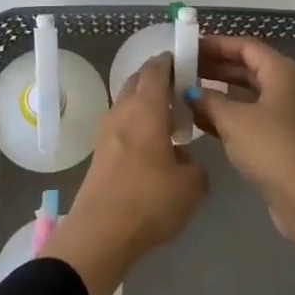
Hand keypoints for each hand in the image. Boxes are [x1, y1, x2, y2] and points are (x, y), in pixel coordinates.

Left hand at [42, 54, 208, 294]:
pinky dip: (136, 124)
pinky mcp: (99, 153)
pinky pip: (121, 125)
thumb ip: (195, 164)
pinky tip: (152, 146)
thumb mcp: (192, 185)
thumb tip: (182, 158)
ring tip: (169, 119)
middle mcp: (123, 111)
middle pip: (137, 81)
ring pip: (127, 103)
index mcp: (146, 108)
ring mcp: (106, 131)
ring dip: (145, 103)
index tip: (186, 62)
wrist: (100, 233)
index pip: (156, 69)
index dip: (171, 61)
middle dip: (157, 79)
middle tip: (181, 89)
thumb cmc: (149, 200)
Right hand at [188, 35, 294, 242]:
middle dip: (215, 68)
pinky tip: (203, 122)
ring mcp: (292, 114)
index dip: (216, 44)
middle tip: (183, 71)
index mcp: (285, 71)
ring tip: (187, 95)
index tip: (188, 47)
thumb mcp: (234, 120)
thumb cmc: (273, 148)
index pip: (246, 46)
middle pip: (249, 68)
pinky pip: (255, 117)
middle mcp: (293, 87)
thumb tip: (190, 92)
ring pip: (251, 95)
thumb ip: (208, 100)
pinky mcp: (288, 139)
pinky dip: (232, 116)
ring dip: (221, 94)